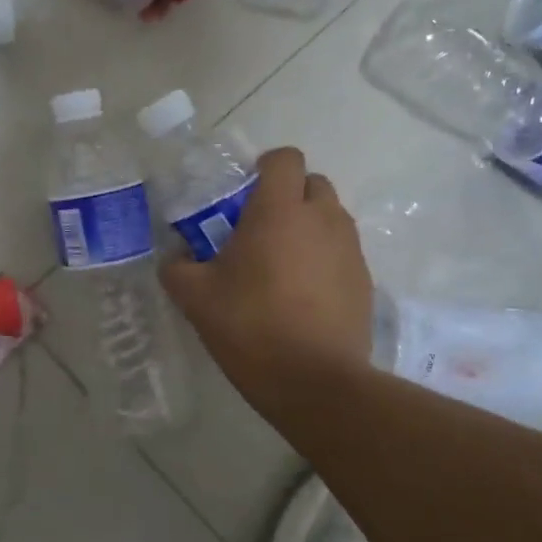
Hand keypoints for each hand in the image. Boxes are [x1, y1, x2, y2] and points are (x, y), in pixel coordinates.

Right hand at [160, 147, 377, 434]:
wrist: (314, 383)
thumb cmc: (250, 327)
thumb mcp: (194, 297)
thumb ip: (177, 267)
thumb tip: (176, 257)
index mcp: (279, 211)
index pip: (285, 158)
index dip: (265, 167)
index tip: (243, 195)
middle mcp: (322, 219)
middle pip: (312, 183)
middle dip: (288, 196)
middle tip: (259, 230)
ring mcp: (350, 250)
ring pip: (330, 218)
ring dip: (308, 227)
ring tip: (281, 265)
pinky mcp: (365, 281)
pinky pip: (342, 252)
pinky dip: (324, 259)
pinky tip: (303, 296)